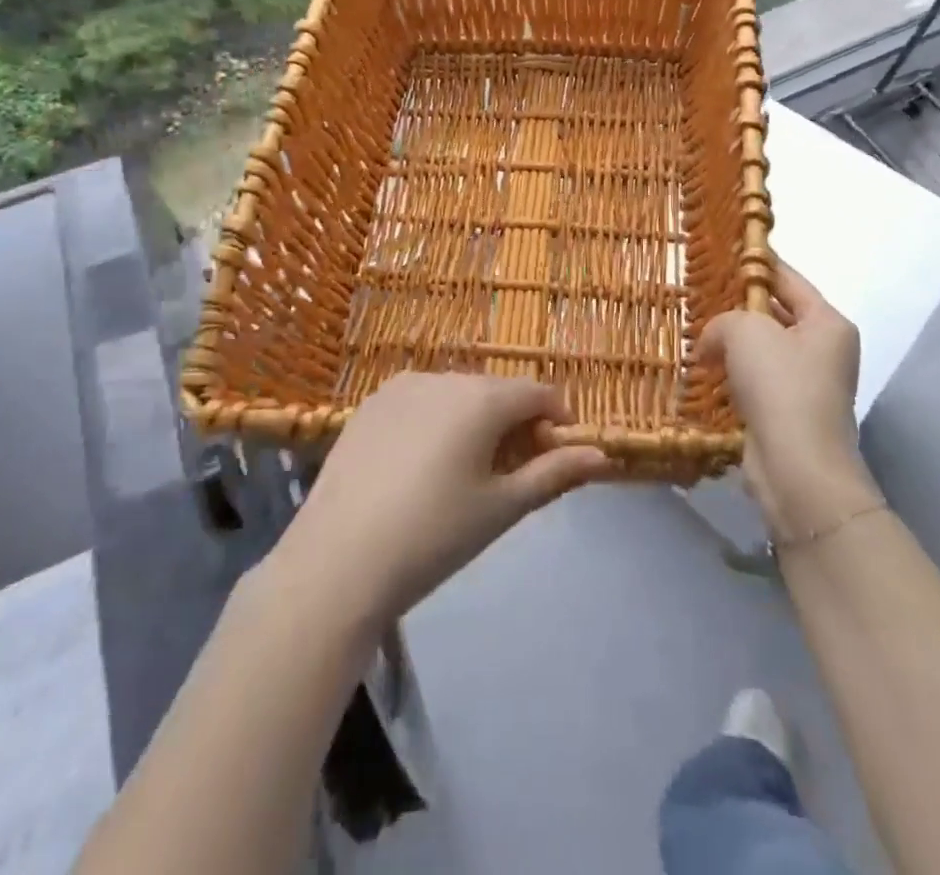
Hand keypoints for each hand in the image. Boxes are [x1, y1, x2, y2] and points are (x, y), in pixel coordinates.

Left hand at [276, 373, 610, 627]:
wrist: (337, 562)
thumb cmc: (434, 536)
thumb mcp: (502, 508)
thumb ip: (555, 474)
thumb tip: (602, 456)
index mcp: (482, 397)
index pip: (539, 393)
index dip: (556, 422)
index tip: (554, 460)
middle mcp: (444, 377)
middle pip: (497, 392)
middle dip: (514, 424)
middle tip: (508, 477)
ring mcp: (401, 387)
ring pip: (457, 395)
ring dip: (474, 421)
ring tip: (461, 475)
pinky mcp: (369, 405)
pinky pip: (420, 402)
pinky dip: (435, 423)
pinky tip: (418, 469)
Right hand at [699, 261, 881, 539]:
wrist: (797, 469)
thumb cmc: (780, 387)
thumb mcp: (745, 332)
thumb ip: (723, 321)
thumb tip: (711, 342)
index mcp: (827, 322)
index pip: (788, 279)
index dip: (755, 263)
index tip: (724, 251)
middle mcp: (824, 350)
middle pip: (775, 314)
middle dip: (738, 308)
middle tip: (698, 297)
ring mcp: (808, 385)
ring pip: (763, 351)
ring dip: (731, 346)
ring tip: (694, 335)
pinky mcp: (788, 414)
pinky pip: (756, 382)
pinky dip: (732, 376)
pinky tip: (704, 373)